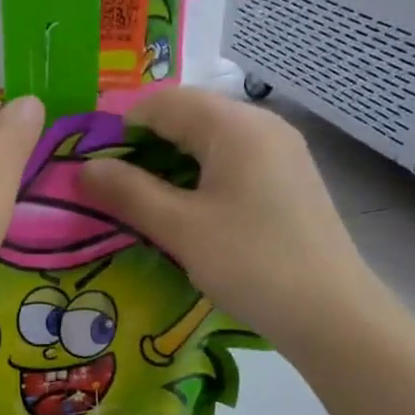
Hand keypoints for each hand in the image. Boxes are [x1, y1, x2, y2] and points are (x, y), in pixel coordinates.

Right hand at [79, 87, 381, 357]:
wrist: (331, 312)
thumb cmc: (250, 263)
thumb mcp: (180, 228)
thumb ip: (129, 193)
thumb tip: (84, 168)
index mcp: (235, 126)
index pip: (164, 101)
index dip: (120, 123)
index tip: (88, 158)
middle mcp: (262, 126)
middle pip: (189, 116)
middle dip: (143, 143)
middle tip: (107, 182)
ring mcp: (281, 152)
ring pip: (210, 141)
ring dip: (169, 162)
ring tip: (138, 199)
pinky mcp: (288, 181)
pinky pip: (231, 162)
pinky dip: (198, 176)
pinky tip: (183, 210)